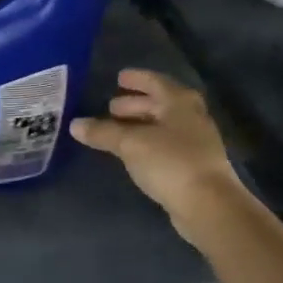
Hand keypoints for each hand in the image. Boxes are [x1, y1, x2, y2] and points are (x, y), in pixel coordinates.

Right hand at [70, 70, 244, 242]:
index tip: (119, 78)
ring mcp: (196, 142)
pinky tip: (134, 153)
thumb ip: (103, 132)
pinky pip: (166, 146)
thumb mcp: (130, 144)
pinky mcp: (194, 166)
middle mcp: (191, 117)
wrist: (207, 204)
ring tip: (117, 130)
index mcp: (179, 102)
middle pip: (161, 104)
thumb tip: (75, 124)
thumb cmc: (170, 162)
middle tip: (111, 107)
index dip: (137, 79)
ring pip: (164, 126)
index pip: (155, 82)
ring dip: (141, 125)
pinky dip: (148, 143)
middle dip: (136, 104)